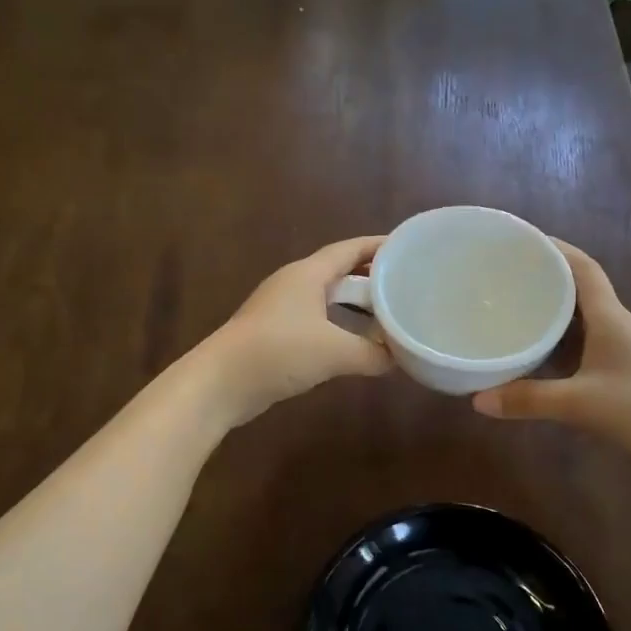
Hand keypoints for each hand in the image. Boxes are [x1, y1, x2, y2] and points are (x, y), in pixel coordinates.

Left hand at [201, 236, 391, 426]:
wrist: (221, 383)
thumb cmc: (279, 352)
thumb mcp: (334, 352)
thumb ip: (373, 354)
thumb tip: (399, 358)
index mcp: (308, 274)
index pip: (350, 249)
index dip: (379, 247)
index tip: (409, 248)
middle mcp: (294, 284)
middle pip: (340, 272)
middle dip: (372, 278)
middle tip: (406, 286)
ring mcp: (282, 309)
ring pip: (328, 299)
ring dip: (356, 306)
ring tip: (388, 315)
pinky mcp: (275, 334)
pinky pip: (317, 321)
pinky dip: (340, 328)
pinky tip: (356, 345)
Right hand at [471, 241, 630, 472]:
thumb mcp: (581, 404)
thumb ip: (529, 400)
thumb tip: (478, 399)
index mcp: (609, 318)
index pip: (583, 268)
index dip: (555, 249)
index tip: (522, 241)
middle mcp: (615, 326)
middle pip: (578, 290)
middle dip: (544, 279)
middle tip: (504, 278)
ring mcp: (620, 351)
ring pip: (579, 321)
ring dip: (551, 313)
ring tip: (511, 311)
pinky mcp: (622, 374)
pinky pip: (581, 348)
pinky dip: (557, 346)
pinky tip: (536, 357)